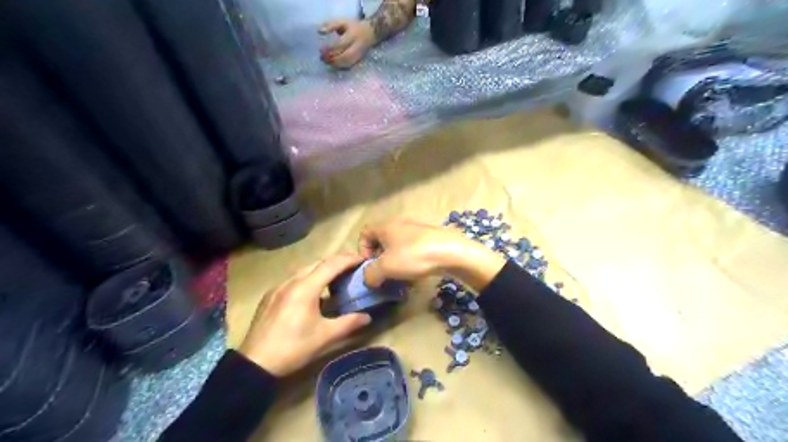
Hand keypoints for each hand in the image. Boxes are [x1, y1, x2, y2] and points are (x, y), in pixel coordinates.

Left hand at [238, 255, 372, 375]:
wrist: (255, 363)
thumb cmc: (293, 348)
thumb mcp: (324, 337)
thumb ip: (348, 323)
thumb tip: (367, 317)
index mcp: (305, 288)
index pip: (331, 265)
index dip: (348, 259)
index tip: (363, 259)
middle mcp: (291, 281)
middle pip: (317, 263)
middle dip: (337, 262)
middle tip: (352, 267)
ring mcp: (278, 287)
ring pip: (304, 270)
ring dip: (322, 270)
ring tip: (335, 278)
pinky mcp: (270, 295)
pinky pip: (293, 279)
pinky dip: (308, 279)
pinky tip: (312, 293)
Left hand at [317, 20, 375, 68]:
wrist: (369, 34)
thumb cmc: (353, 27)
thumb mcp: (342, 22)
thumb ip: (331, 25)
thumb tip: (319, 31)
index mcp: (353, 36)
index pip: (341, 44)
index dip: (331, 49)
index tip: (321, 49)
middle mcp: (356, 47)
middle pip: (345, 56)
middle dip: (333, 59)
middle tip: (322, 58)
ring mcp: (358, 56)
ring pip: (347, 63)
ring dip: (336, 64)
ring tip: (326, 62)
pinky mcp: (358, 61)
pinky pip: (349, 66)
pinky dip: (340, 67)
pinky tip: (333, 65)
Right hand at [359, 219, 507, 291]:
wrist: (452, 252)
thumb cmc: (414, 256)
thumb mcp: (386, 268)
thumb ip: (370, 274)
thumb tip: (369, 278)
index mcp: (386, 226)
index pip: (365, 233)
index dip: (362, 249)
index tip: (369, 266)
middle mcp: (400, 224)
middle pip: (382, 240)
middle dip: (379, 259)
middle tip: (383, 274)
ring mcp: (417, 230)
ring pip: (398, 246)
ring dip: (395, 262)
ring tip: (400, 277)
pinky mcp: (430, 238)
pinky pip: (413, 249)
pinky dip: (410, 261)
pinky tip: (416, 274)